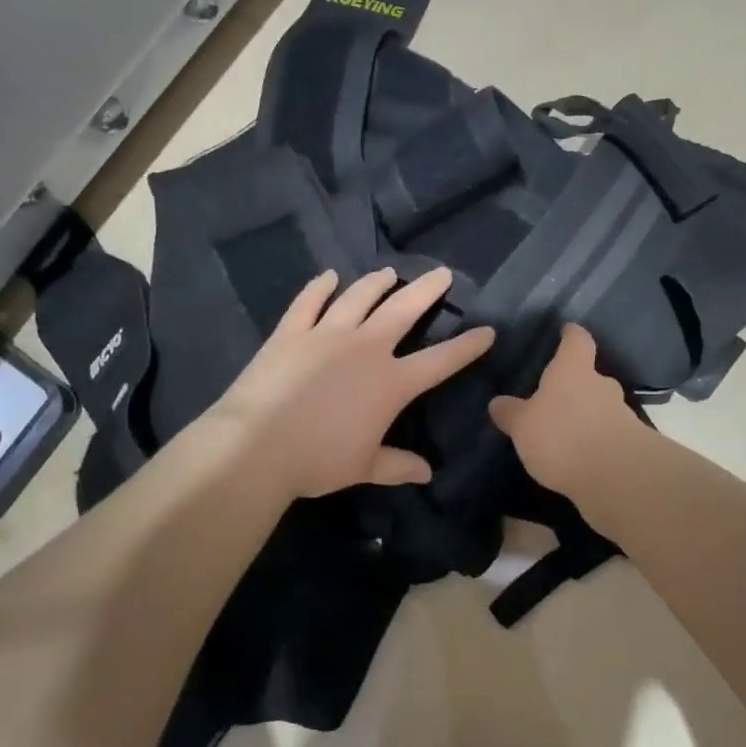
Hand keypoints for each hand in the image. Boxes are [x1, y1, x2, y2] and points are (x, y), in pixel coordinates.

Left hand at [204, 267, 493, 499]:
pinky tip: (328, 276)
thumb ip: (397, 465)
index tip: (487, 331)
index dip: (467, 346)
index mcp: (391, 382)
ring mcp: (327, 335)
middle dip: (427, 290)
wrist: (257, 446)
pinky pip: (308, 302)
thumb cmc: (318, 460)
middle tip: (442, 273)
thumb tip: (427, 473)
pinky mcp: (291, 332)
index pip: (440, 361)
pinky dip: (319, 287)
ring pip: (359, 298)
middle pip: (404, 310)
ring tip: (388, 273)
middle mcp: (366, 348)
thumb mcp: (364, 467)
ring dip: (376, 283)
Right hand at [489, 325, 642, 495]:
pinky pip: (608, 436)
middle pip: (590, 376)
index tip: (567, 330)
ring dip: (586, 417)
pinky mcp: (631, 445)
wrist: (618, 477)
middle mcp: (601, 385)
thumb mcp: (523, 426)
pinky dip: (595, 443)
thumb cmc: (562, 436)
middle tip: (555, 397)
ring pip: (600, 407)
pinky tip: (579, 458)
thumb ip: (511, 413)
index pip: (577, 340)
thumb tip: (498, 402)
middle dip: (575, 385)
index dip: (571, 335)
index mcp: (573, 370)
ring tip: (564, 433)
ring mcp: (621, 415)